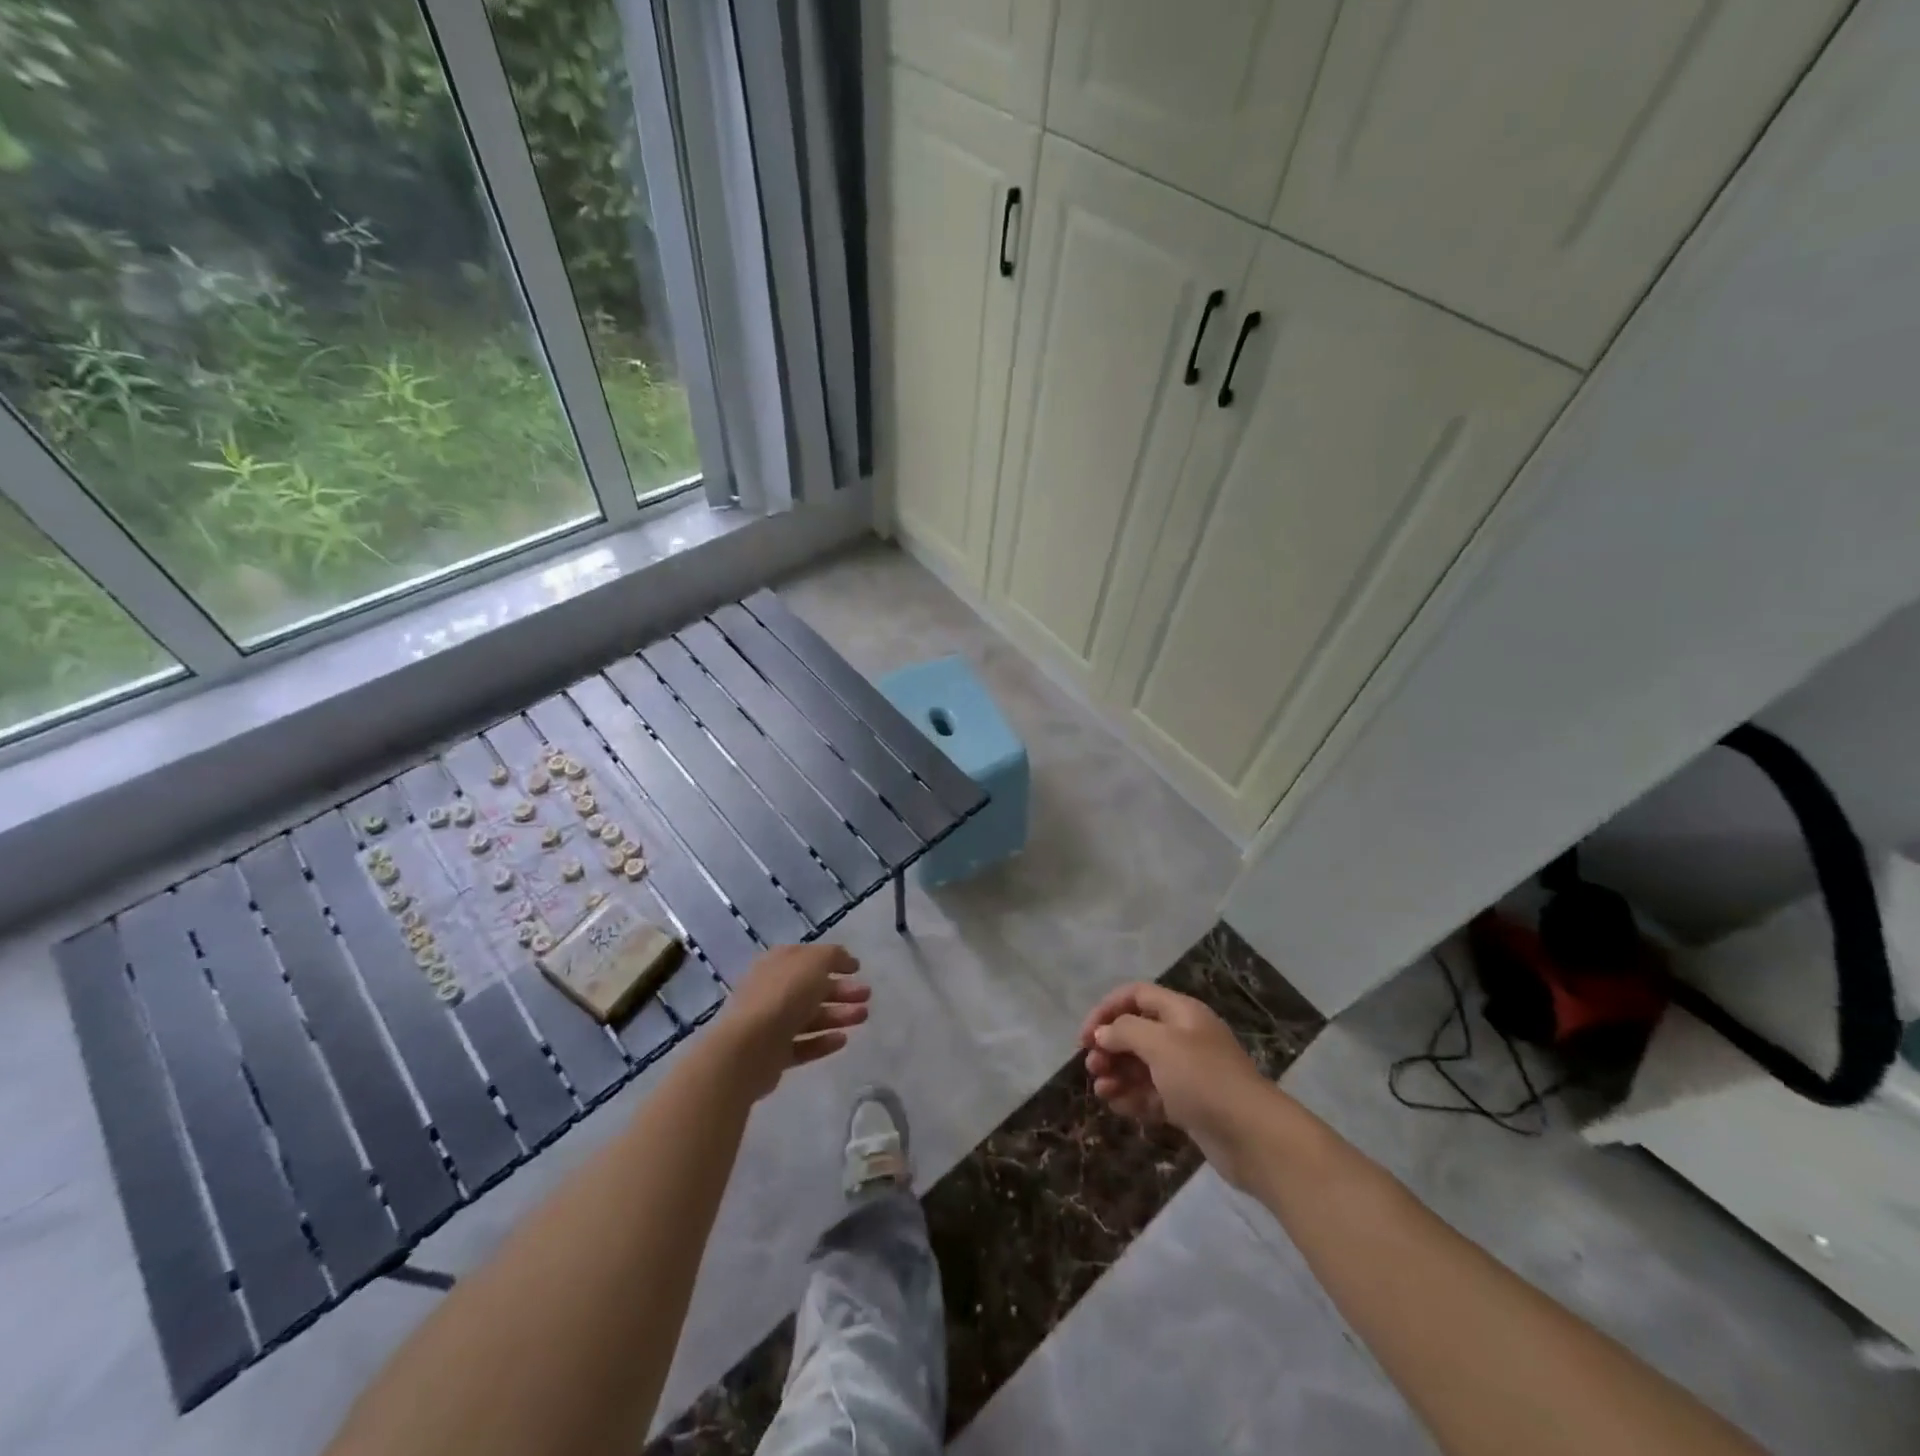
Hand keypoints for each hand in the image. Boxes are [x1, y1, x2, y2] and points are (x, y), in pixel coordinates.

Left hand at [719, 944, 870, 1100]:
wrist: (749, 1047)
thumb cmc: (784, 995)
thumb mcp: (815, 962)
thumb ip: (833, 956)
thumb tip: (845, 960)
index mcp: (778, 963)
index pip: (808, 957)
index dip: (834, 961)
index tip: (858, 969)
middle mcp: (772, 989)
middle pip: (812, 988)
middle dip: (842, 991)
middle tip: (867, 996)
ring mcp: (771, 1023)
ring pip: (810, 1017)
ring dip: (838, 1015)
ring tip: (863, 1017)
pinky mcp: (774, 1054)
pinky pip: (803, 1045)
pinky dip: (823, 1042)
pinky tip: (843, 1040)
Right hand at [1080, 982, 1275, 1187]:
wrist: (1254, 1136)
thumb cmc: (1203, 1079)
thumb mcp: (1160, 1044)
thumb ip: (1125, 1032)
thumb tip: (1103, 1033)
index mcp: (1181, 1012)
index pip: (1136, 996)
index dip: (1107, 1009)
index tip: (1085, 1036)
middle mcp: (1184, 1037)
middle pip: (1137, 1031)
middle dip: (1111, 1046)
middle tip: (1092, 1067)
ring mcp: (1187, 1072)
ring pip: (1142, 1065)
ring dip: (1118, 1074)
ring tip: (1102, 1091)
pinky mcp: (1190, 1104)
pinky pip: (1153, 1093)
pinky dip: (1134, 1097)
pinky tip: (1118, 1107)